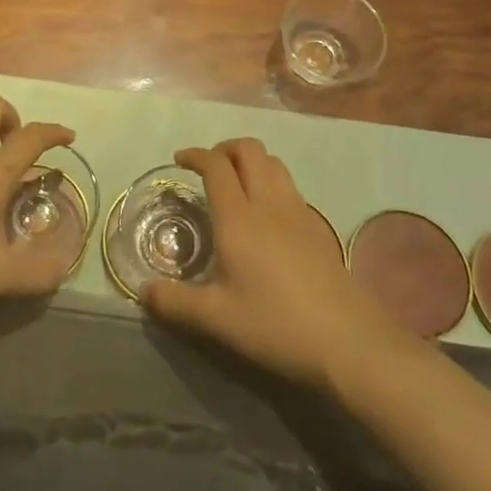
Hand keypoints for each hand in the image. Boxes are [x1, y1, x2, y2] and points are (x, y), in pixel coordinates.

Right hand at [141, 139, 394, 390]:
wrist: (347, 342)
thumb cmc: (275, 325)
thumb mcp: (216, 320)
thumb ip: (175, 303)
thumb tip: (142, 293)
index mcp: (238, 217)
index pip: (216, 166)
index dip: (195, 155)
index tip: (179, 160)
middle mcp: (268, 203)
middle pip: (249, 150)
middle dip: (225, 148)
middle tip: (208, 168)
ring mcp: (298, 212)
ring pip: (273, 163)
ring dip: (251, 161)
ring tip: (236, 184)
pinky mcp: (318, 227)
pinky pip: (290, 186)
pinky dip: (271, 182)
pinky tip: (266, 215)